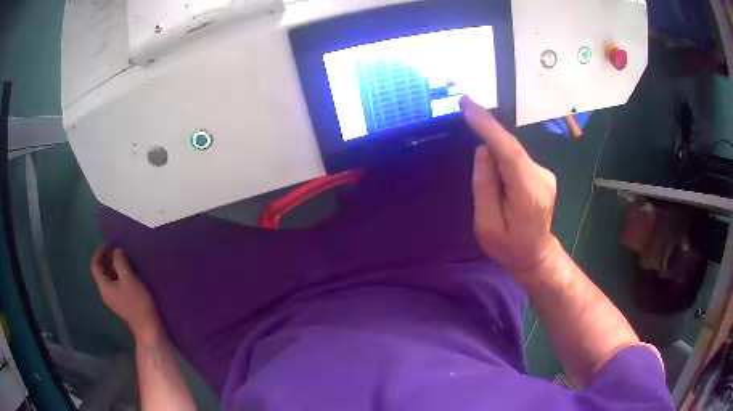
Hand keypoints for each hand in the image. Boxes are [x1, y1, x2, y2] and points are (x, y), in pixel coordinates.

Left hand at [91, 245, 161, 339]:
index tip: (110, 243)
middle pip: (101, 271)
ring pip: (109, 277)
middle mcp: (105, 292)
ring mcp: (113, 299)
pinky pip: (116, 284)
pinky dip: (119, 274)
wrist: (148, 327)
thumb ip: (120, 262)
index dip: (100, 252)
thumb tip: (116, 251)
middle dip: (108, 258)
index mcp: (104, 286)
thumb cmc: (137, 302)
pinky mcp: (122, 302)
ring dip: (114, 266)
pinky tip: (130, 272)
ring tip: (125, 258)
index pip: (95, 265)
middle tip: (118, 249)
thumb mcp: (128, 279)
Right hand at [461, 96, 559, 274]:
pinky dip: (503, 161)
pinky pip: (517, 158)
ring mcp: (545, 174)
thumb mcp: (486, 225)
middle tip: (467, 125)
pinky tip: (500, 183)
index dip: (488, 126)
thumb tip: (483, 151)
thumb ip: (484, 186)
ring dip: (495, 158)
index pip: (508, 151)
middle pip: (510, 149)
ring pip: (512, 153)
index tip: (467, 105)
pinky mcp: (543, 173)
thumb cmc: (510, 246)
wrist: (537, 254)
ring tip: (493, 188)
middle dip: (487, 137)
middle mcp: (541, 178)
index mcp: (528, 194)